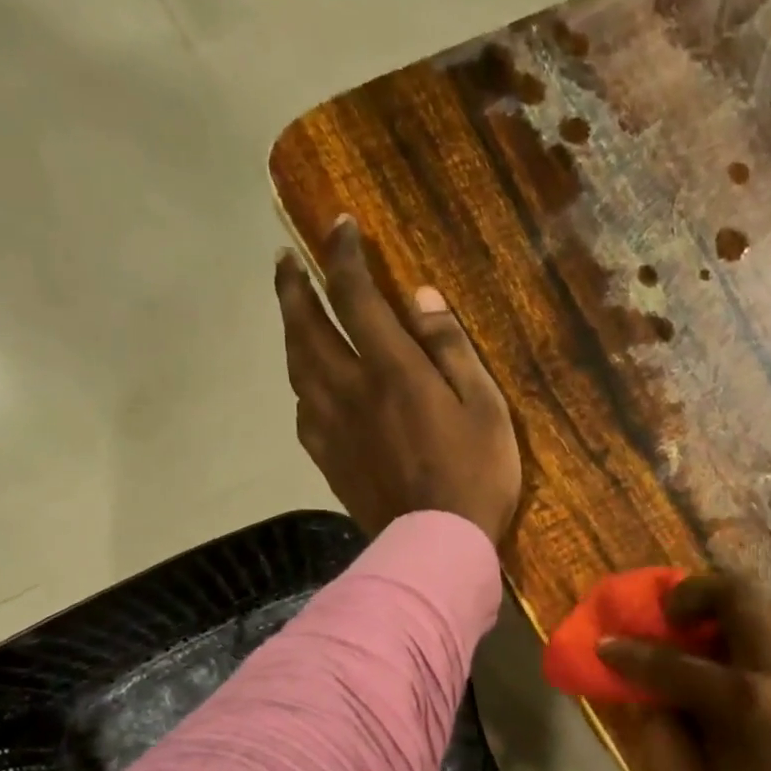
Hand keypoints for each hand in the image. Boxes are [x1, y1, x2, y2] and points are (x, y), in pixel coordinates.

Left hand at [275, 217, 521, 546]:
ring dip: (290, 333)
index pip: (355, 296)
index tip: (340, 226)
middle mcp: (351, 390)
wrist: (438, 545)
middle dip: (294, 287)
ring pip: (297, 369)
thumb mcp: (485, 406)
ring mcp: (333, 428)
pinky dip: (300, 388)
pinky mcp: (329, 461)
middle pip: (308, 327)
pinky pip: (302, 414)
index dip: (343, 254)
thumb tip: (421, 297)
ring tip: (292, 314)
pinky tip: (306, 387)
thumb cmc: (476, 476)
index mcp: (392, 370)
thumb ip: (452, 349)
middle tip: (285, 262)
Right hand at [599, 575, 770, 770]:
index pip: (674, 664)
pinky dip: (759, 637)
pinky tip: (742, 673)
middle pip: (740, 597)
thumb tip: (649, 697)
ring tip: (705, 639)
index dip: (631, 654)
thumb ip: (660, 739)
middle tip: (671, 618)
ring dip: (732, 611)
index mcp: (744, 705)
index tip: (605, 645)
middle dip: (694, 593)